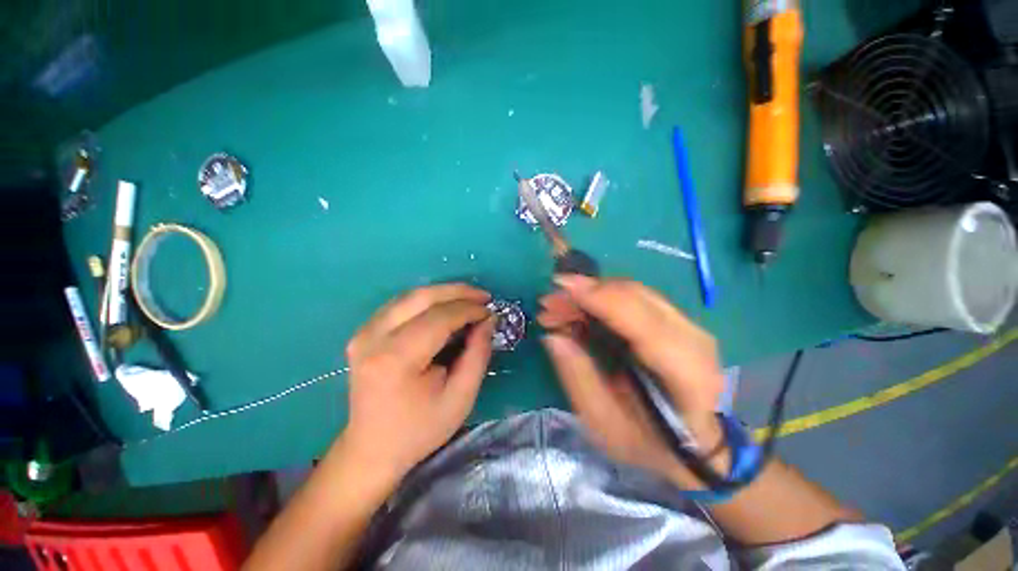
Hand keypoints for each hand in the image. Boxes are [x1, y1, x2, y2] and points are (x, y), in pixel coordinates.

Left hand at [342, 284, 495, 478]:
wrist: (372, 449)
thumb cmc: (420, 429)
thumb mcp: (460, 397)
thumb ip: (477, 354)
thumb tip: (487, 320)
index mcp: (396, 359)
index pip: (438, 318)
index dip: (468, 309)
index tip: (490, 311)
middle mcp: (373, 338)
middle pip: (421, 297)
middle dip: (457, 292)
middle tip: (483, 297)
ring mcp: (363, 333)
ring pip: (410, 296)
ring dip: (443, 293)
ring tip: (469, 299)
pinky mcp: (363, 333)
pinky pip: (400, 305)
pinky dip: (427, 301)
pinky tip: (445, 308)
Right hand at [538, 275, 726, 484]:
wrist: (694, 442)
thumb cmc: (648, 441)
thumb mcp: (604, 423)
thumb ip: (578, 377)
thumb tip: (553, 336)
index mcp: (686, 375)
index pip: (643, 322)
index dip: (601, 298)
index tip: (561, 288)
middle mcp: (694, 340)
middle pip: (635, 297)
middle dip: (586, 292)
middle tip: (549, 303)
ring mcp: (689, 325)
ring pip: (632, 291)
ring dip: (591, 292)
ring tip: (558, 307)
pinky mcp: (676, 319)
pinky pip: (634, 296)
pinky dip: (602, 296)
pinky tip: (578, 307)